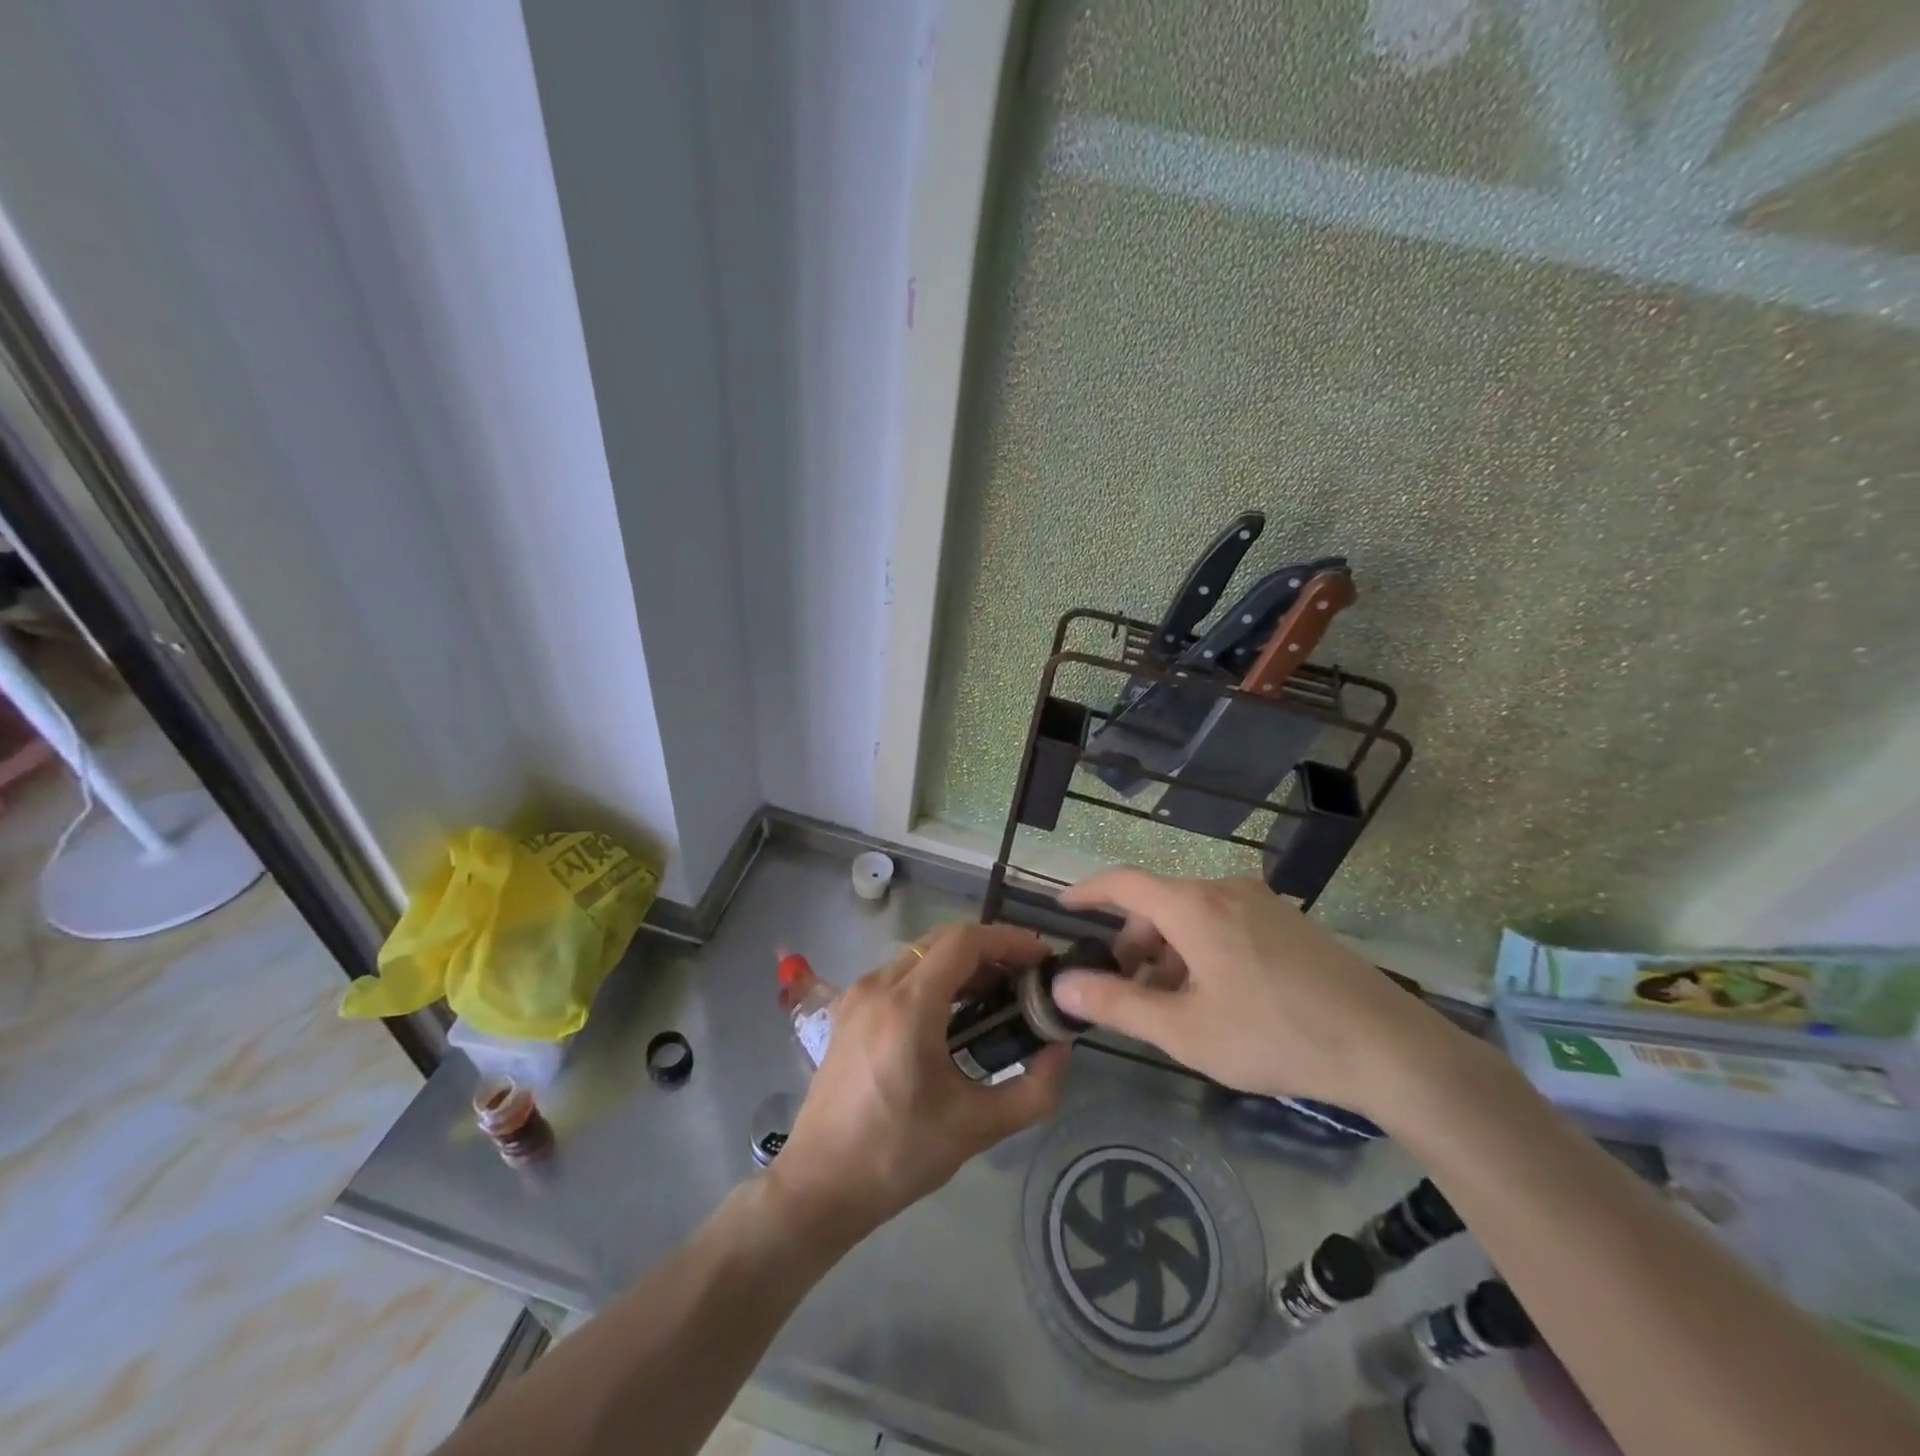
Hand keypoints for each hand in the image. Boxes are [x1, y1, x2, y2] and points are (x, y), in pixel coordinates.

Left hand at [768, 923, 1068, 1242]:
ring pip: (920, 953)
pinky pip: (900, 973)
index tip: (1041, 959)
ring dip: (962, 963)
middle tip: (1025, 979)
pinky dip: (934, 977)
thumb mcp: (976, 1128)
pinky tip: (954, 1012)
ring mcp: (857, 994)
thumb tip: (1060, 1049)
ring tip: (998, 995)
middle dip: (990, 950)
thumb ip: (1033, 1090)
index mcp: (908, 1006)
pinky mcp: (848, 1010)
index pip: (964, 941)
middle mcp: (878, 986)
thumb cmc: (897, 1156)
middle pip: (943, 940)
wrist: (819, 1185)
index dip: (1008, 940)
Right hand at [1051, 870, 1473, 1124]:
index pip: (1124, 882)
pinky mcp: (1290, 922)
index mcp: (1194, 906)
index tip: (1063, 907)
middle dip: (1133, 941)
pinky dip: (1202, 949)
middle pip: (1159, 903)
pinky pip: (1226, 922)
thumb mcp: (1185, 1030)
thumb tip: (1062, 985)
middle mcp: (1225, 890)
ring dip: (1170, 950)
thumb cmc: (1273, 1035)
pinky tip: (1218, 996)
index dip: (1088, 892)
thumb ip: (1118, 1003)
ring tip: (1174, 1002)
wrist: (1387, 1047)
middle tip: (1126, 988)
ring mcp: (1263, 903)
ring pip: (1194, 915)